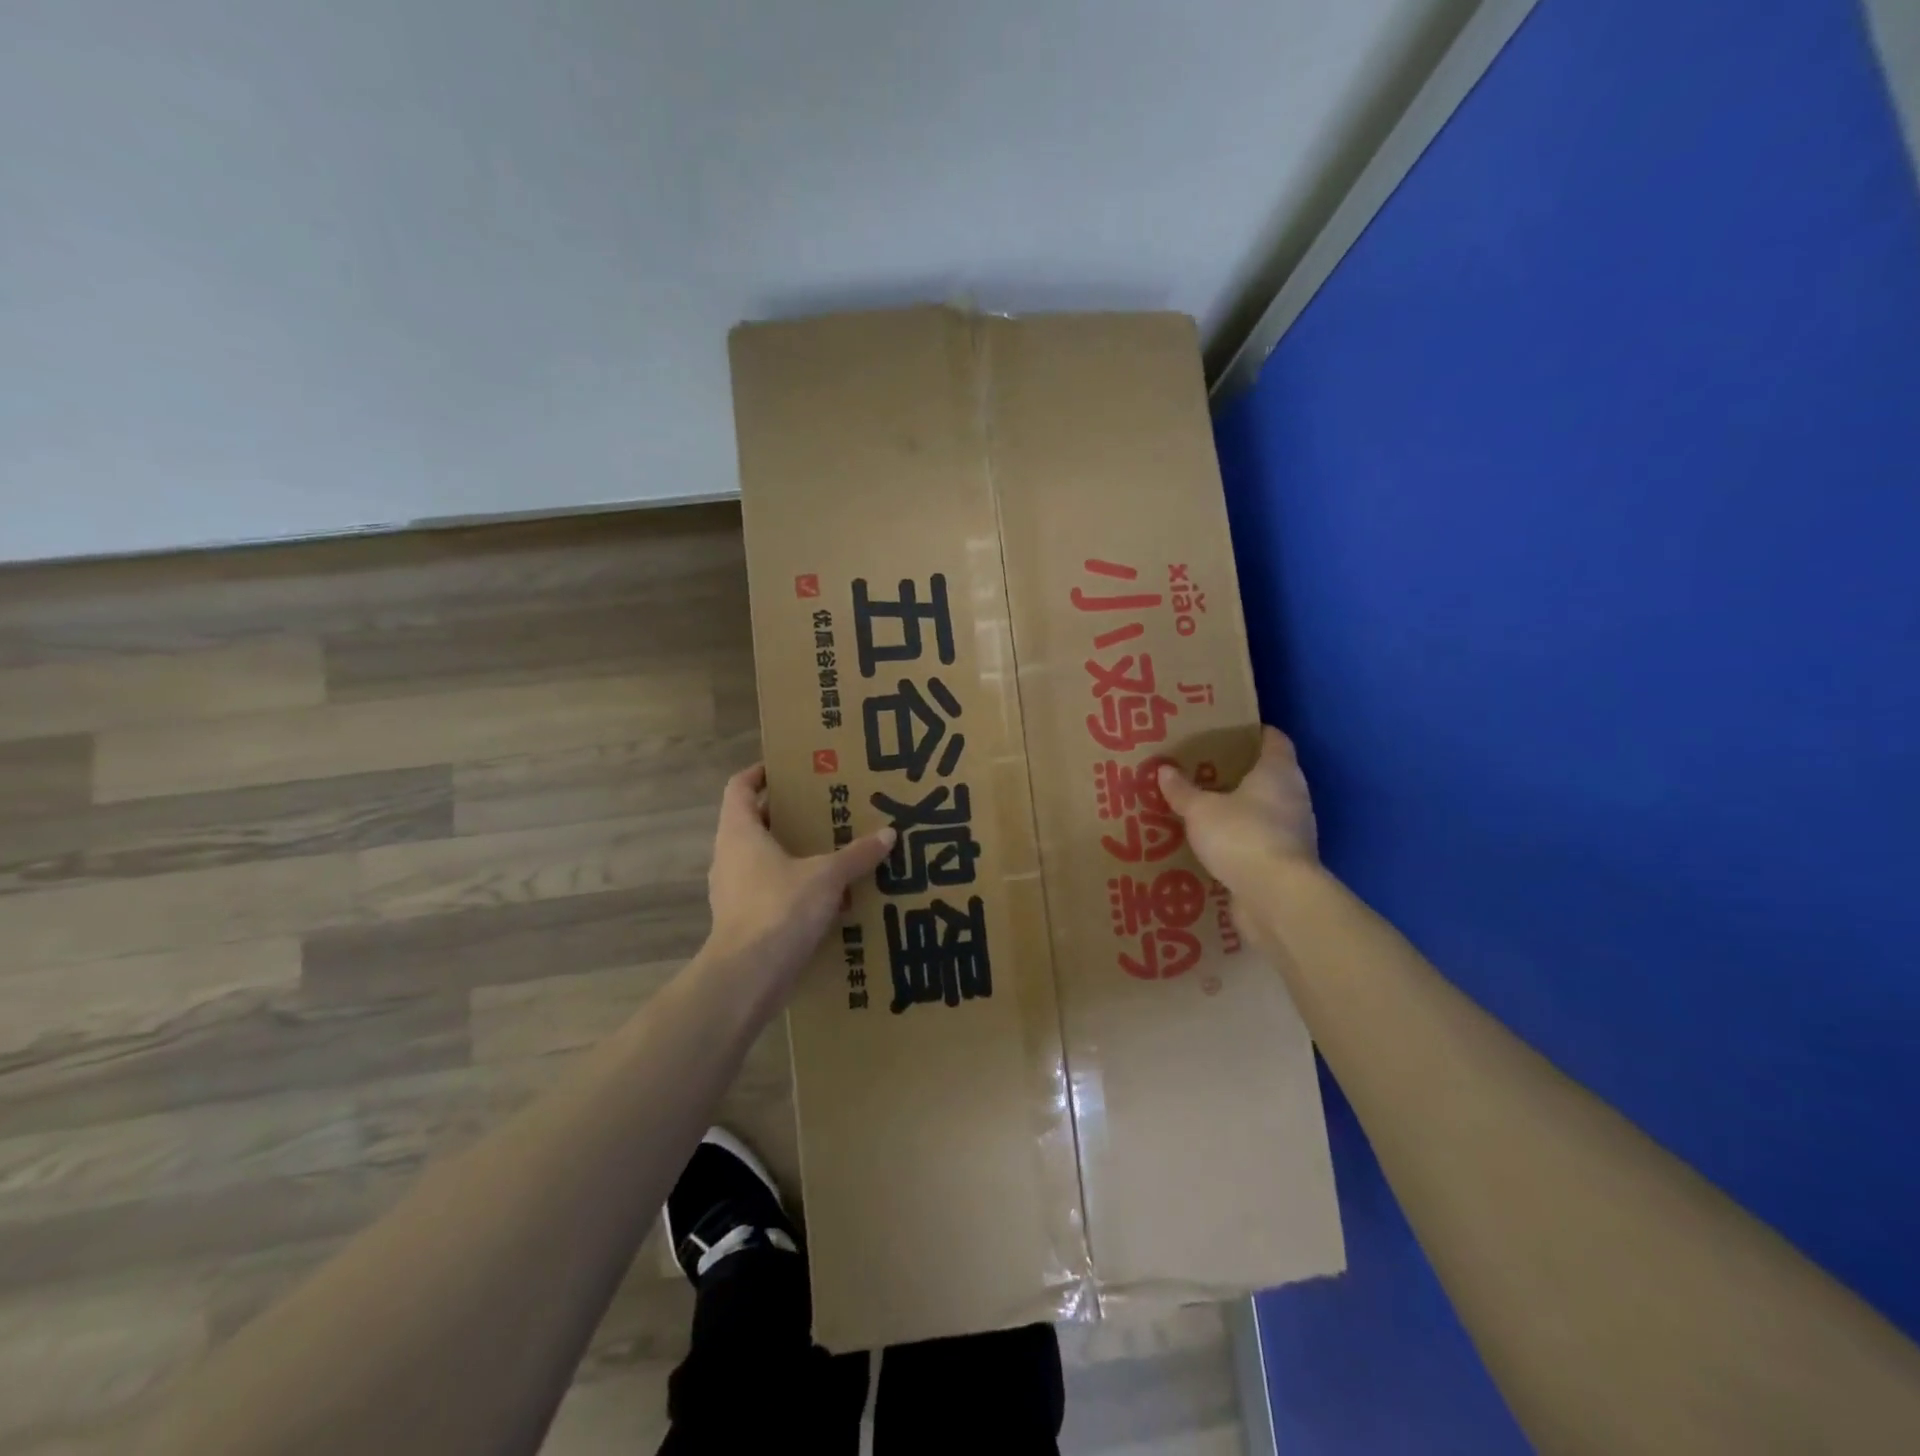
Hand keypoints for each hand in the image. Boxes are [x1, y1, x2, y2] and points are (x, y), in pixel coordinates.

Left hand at [703, 764, 894, 1000]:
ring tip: (830, 848)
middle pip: (754, 821)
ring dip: (791, 851)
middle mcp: (730, 855)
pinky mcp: (742, 919)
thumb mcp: (827, 876)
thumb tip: (889, 834)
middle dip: (787, 814)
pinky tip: (826, 894)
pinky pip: (768, 889)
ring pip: (761, 858)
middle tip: (824, 806)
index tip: (788, 769)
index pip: (740, 787)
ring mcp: (732, 890)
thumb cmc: (780, 909)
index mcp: (740, 831)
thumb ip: (857, 854)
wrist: (747, 977)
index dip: (760, 773)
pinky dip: (792, 885)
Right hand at [1158, 727, 1317, 891]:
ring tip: (1207, 808)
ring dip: (1243, 809)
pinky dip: (1243, 839)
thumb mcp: (1200, 810)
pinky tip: (1217, 844)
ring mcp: (1295, 831)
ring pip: (1267, 809)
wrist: (1276, 896)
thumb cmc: (1241, 835)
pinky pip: (1262, 840)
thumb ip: (1182, 791)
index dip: (1254, 733)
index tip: (1229, 732)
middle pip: (1271, 774)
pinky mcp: (1287, 861)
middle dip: (1242, 773)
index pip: (1274, 739)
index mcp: (1278, 771)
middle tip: (1206, 770)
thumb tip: (1164, 769)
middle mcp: (1294, 796)